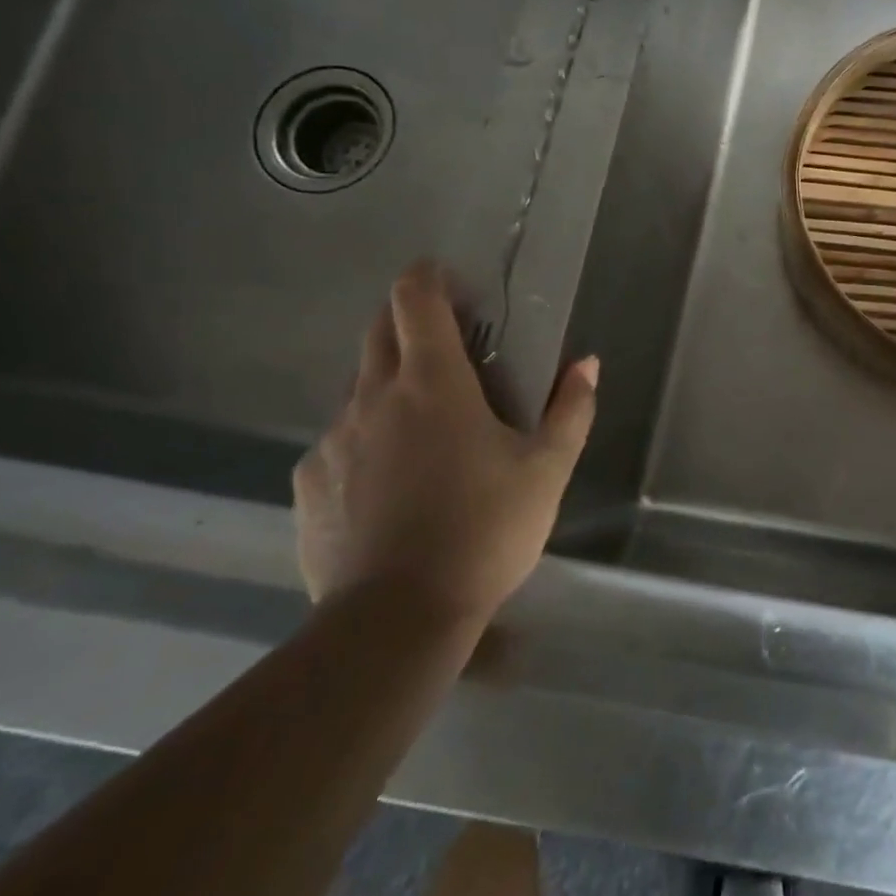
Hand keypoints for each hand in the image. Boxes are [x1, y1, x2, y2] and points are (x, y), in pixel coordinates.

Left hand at [293, 260, 597, 635]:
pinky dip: (367, 441)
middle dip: (408, 319)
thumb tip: (586, 364)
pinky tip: (391, 487)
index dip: (428, 277)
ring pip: (359, 389)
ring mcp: (333, 439)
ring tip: (426, 430)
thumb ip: (571, 410)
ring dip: (391, 386)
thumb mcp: (548, 470)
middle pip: (379, 330)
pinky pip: (340, 442)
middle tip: (447, 344)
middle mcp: (373, 397)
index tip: (448, 278)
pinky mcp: (308, 482)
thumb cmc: (485, 530)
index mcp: (433, 383)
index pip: (416, 299)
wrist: (396, 619)